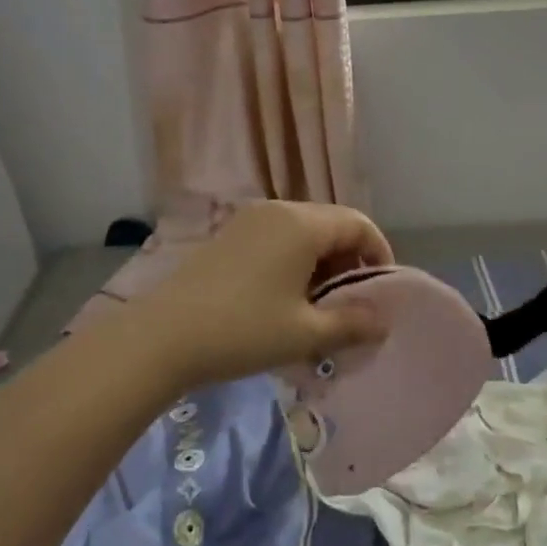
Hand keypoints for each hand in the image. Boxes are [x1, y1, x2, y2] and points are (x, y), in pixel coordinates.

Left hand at [122, 200, 393, 391]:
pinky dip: (295, 260)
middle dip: (350, 260)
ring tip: (319, 306)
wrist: (163, 335)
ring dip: (322, 262)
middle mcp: (279, 210)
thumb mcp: (304, 334)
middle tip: (351, 304)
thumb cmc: (243, 330)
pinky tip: (285, 297)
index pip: (358, 224)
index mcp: (302, 224)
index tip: (382, 293)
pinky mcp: (230, 235)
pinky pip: (278, 237)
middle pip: (331, 223)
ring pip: (304, 231)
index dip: (379, 254)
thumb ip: (352, 324)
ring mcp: (250, 219)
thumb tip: (383, 320)